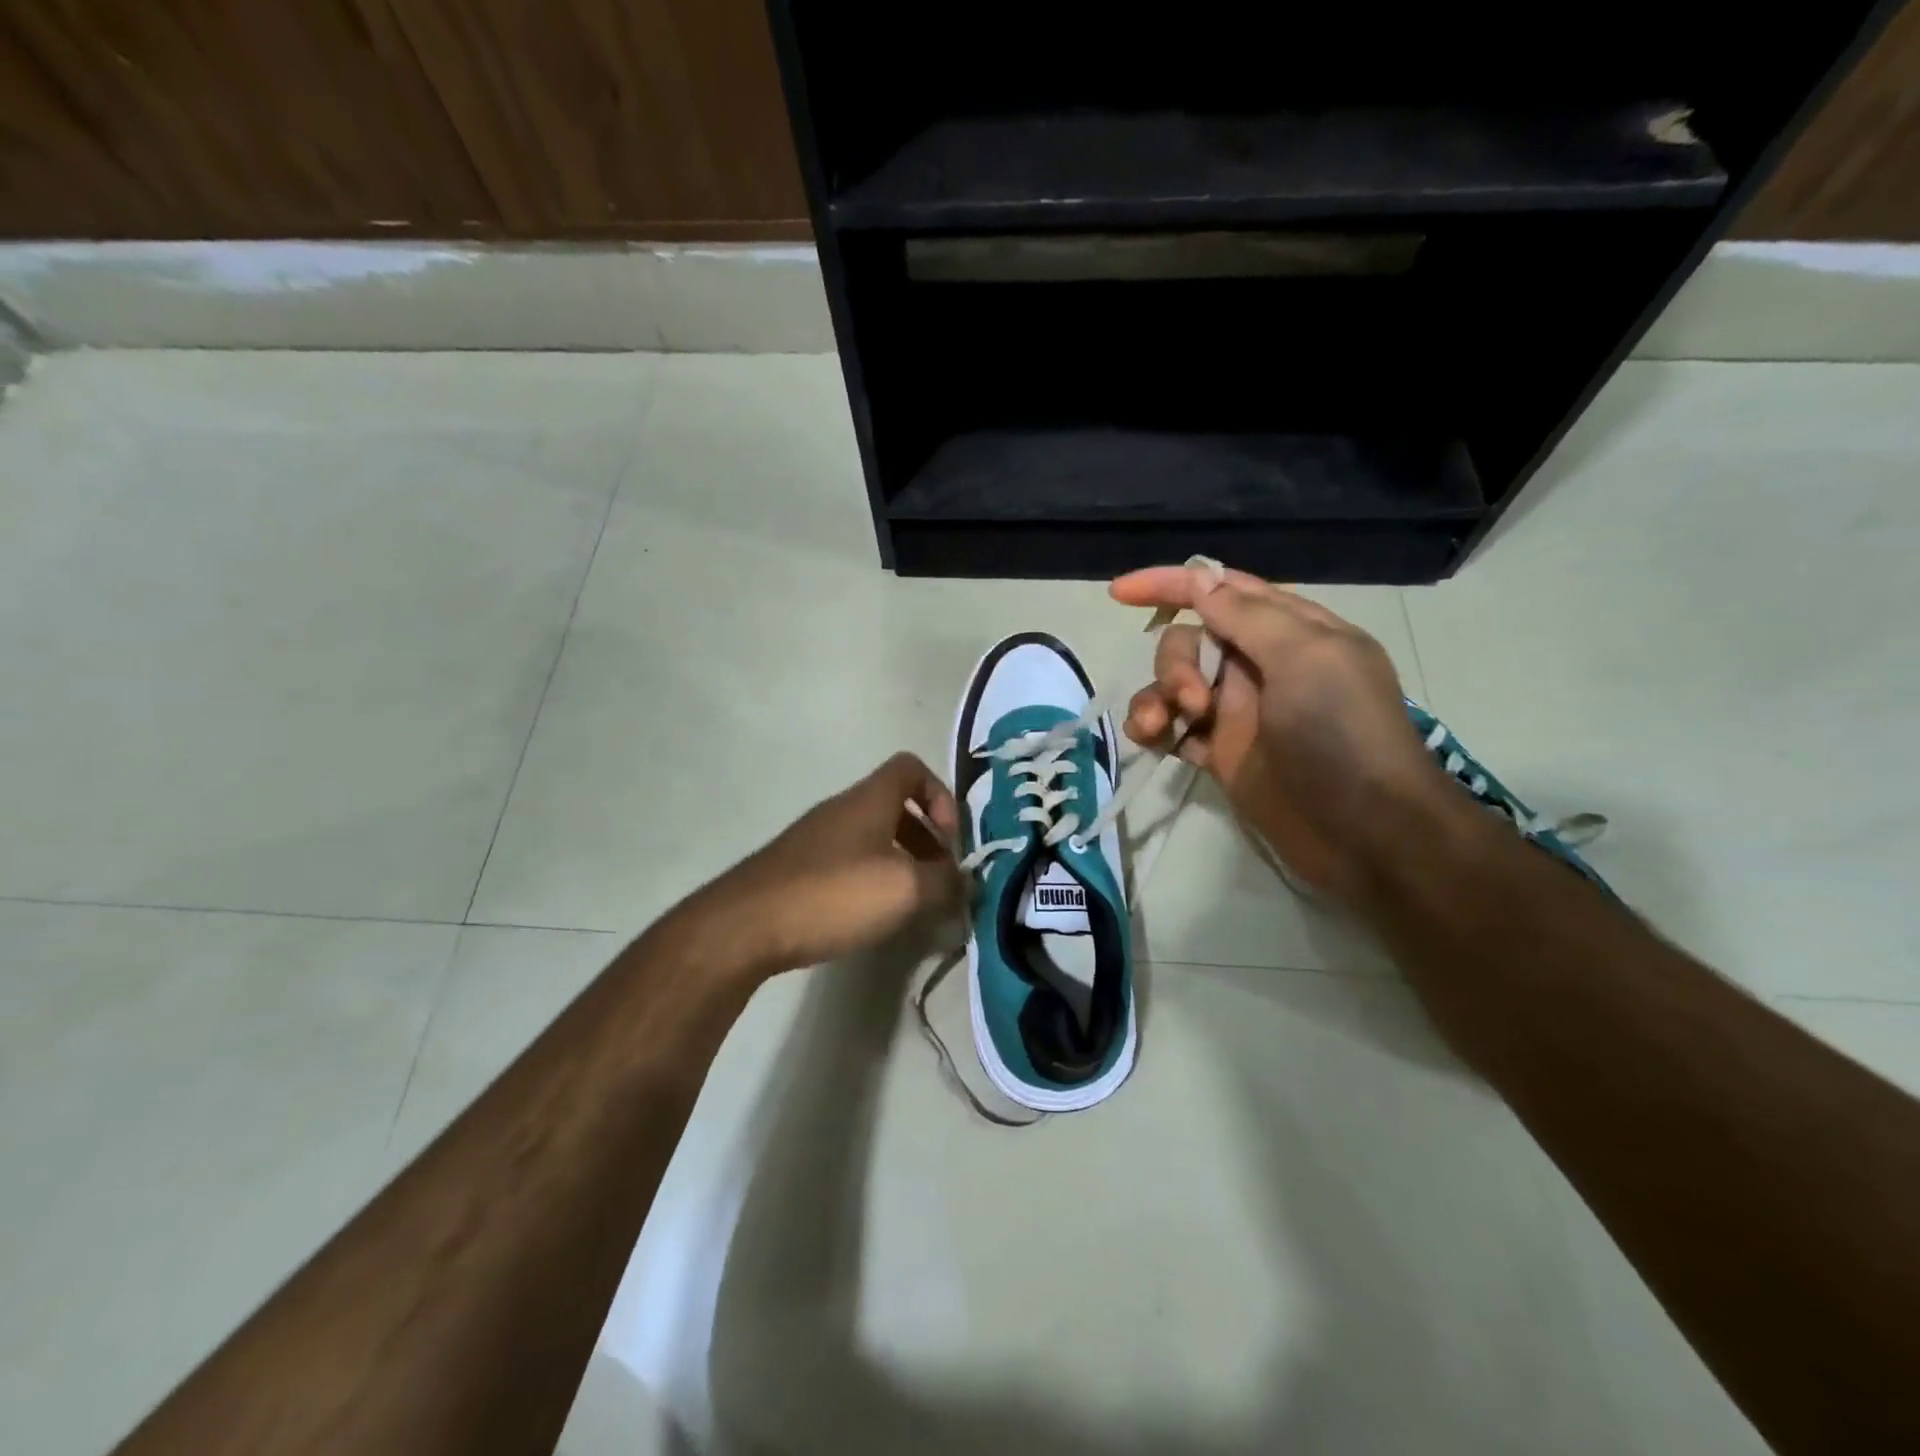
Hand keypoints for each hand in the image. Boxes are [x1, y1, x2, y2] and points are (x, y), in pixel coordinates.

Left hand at [704, 752, 963, 972]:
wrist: (745, 926)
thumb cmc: (834, 894)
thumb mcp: (905, 890)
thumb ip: (946, 883)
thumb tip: (967, 883)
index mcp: (870, 799)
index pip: (912, 768)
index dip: (941, 797)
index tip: (950, 841)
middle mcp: (842, 810)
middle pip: (895, 807)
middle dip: (926, 841)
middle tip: (939, 881)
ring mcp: (816, 839)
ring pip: (873, 839)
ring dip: (901, 864)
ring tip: (913, 906)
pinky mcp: (798, 870)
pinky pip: (849, 863)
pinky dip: (872, 882)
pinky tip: (873, 918)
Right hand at [1110, 563, 1446, 900]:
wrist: (1364, 833)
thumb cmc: (1342, 734)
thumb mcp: (1307, 658)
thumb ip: (1248, 617)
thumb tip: (1199, 580)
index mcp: (1290, 631)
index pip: (1222, 590)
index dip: (1170, 584)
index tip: (1120, 593)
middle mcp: (1260, 665)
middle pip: (1190, 640)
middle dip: (1176, 663)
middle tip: (1193, 701)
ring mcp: (1238, 711)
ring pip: (1173, 684)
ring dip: (1156, 698)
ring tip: (1160, 727)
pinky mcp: (1220, 753)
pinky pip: (1172, 728)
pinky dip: (1153, 729)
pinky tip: (1151, 740)